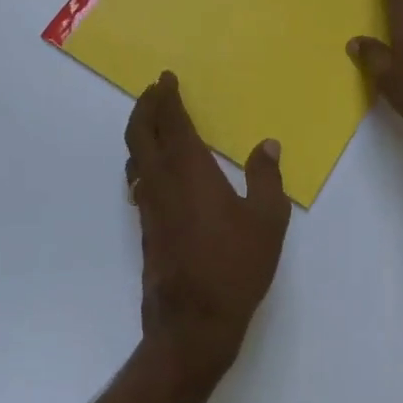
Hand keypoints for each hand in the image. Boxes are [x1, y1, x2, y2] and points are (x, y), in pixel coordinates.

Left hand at [125, 73, 291, 383]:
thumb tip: (267, 144)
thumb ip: (266, 177)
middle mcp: (162, 181)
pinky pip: (138, 181)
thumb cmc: (236, 266)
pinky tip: (155, 171)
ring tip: (153, 122)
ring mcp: (149, 206)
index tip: (166, 78)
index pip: (171, 122)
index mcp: (190, 170)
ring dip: (140, 133)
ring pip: (135, 157)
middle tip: (154, 90)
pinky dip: (143, 162)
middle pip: (140, 133)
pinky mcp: (146, 228)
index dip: (166, 97)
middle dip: (144, 107)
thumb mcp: (267, 219)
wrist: (193, 323)